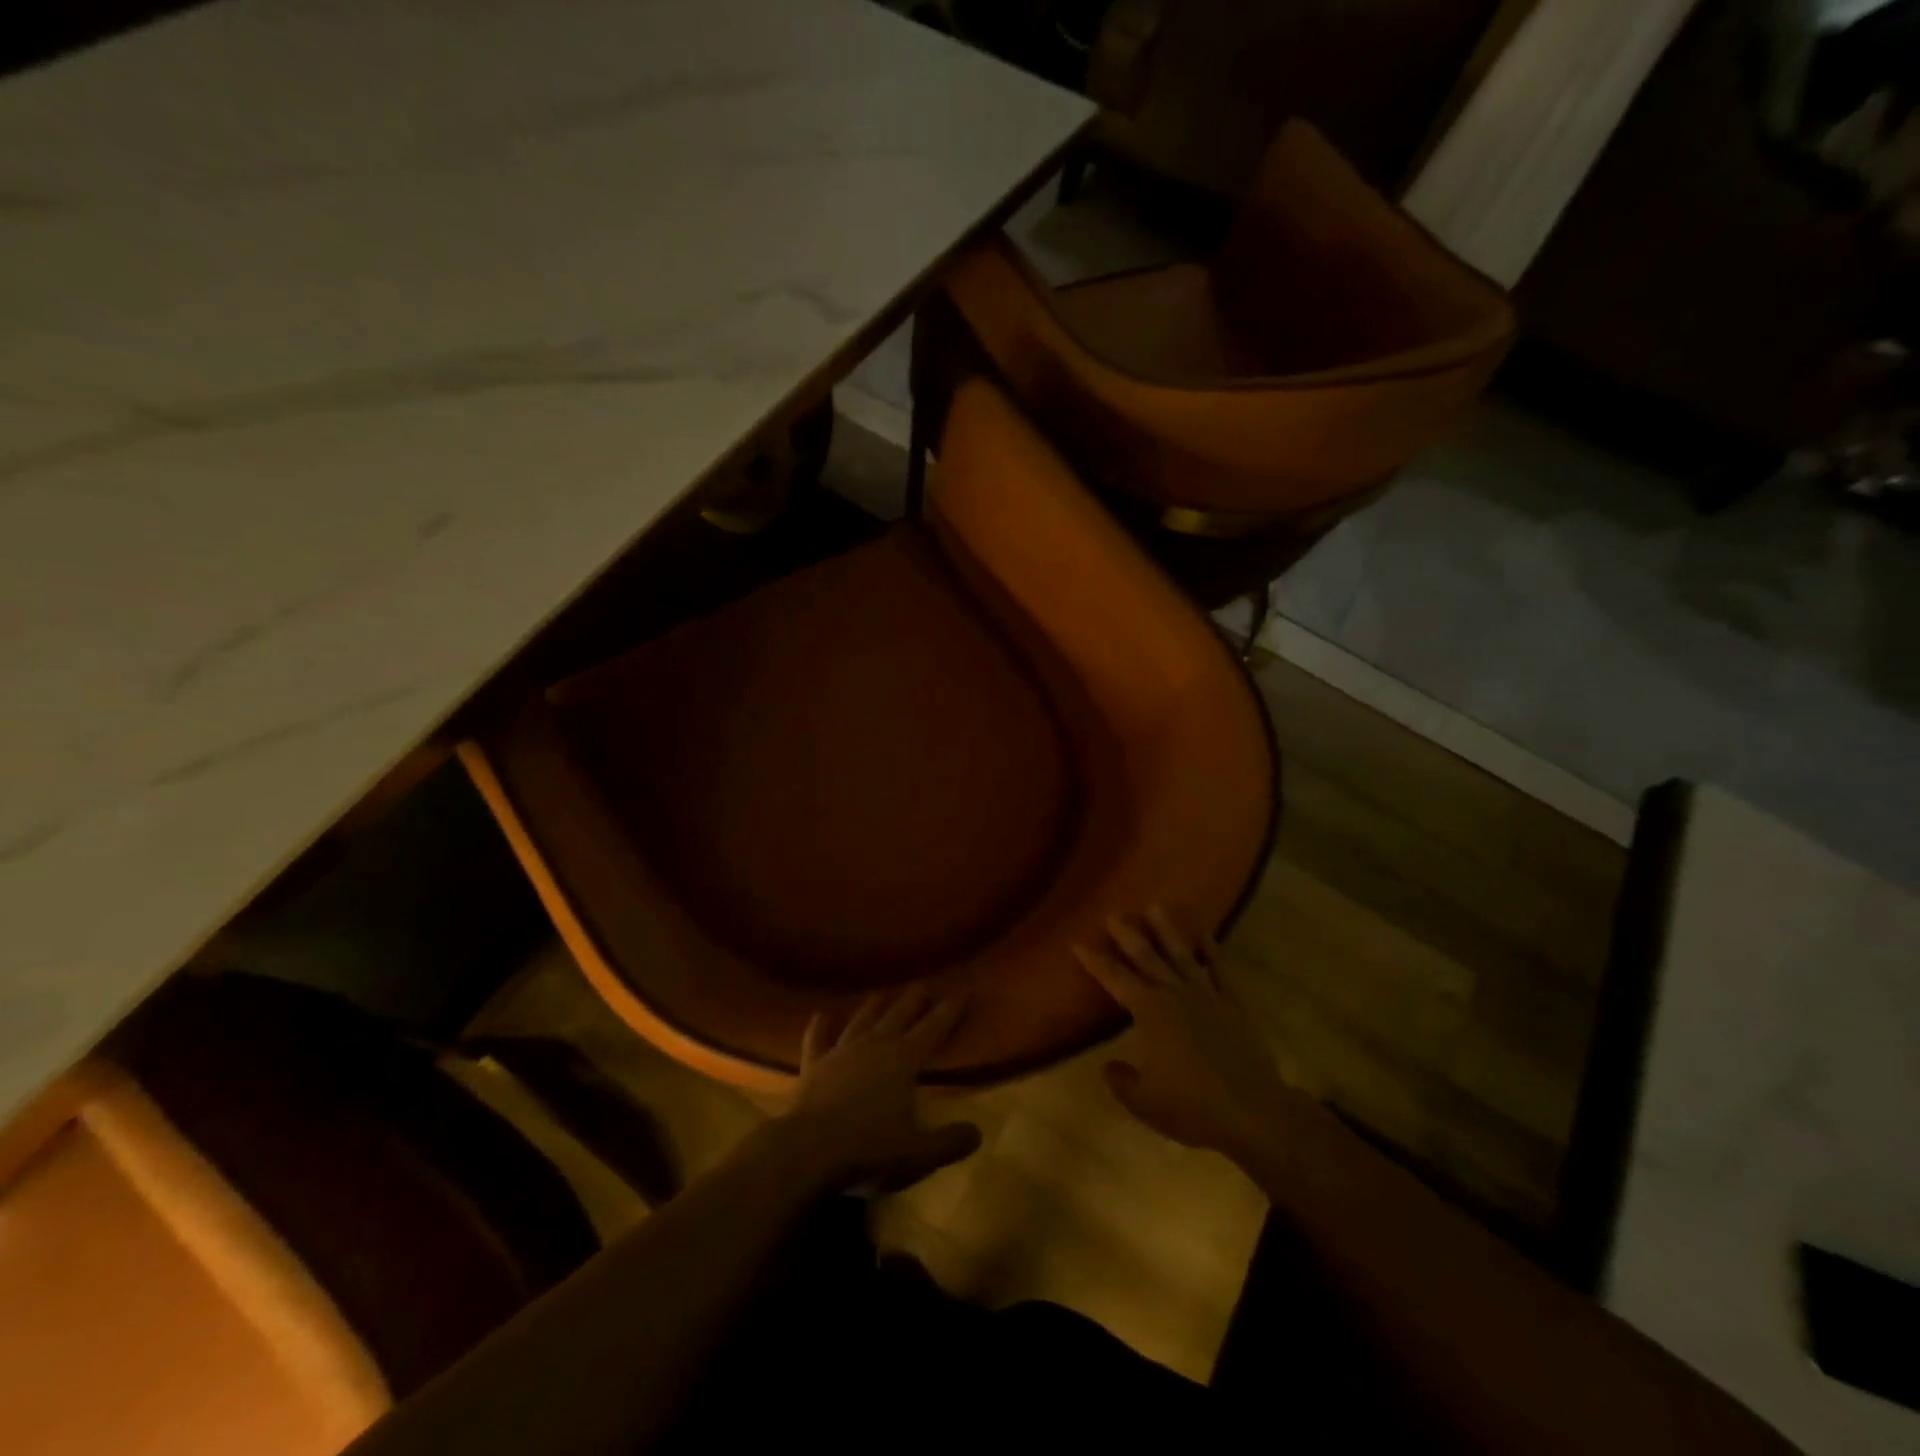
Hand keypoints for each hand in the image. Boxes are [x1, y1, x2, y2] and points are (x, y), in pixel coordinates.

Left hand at [780, 987, 981, 1192]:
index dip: (950, 1010)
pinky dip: (819, 1027)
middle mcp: (874, 1045)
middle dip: (914, 999)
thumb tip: (977, 1133)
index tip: (963, 990)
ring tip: (884, 993)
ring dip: (875, 1006)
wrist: (808, 1151)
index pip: (934, 1028)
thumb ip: (950, 1142)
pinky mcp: (813, 1066)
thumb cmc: (869, 1150)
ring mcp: (841, 1052)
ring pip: (862, 1020)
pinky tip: (820, 1016)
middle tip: (925, 984)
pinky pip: (817, 1040)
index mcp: (903, 1060)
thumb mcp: (919, 1154)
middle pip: (899, 1014)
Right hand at [1077, 906, 1299, 1159]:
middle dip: (1127, 934)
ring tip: (1156, 906)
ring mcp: (1206, 994)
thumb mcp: (1144, 1102)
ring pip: (1181, 953)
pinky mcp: (1233, 1002)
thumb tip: (1109, 1066)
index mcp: (1148, 1011)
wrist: (1253, 1112)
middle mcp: (1173, 993)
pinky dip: (1210, 948)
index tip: (1079, 943)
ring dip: (1167, 929)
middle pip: (1146, 956)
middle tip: (1114, 914)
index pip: (1114, 978)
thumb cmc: (1191, 1106)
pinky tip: (1204, 933)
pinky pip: (1219, 967)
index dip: (1095, 961)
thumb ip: (1121, 1081)